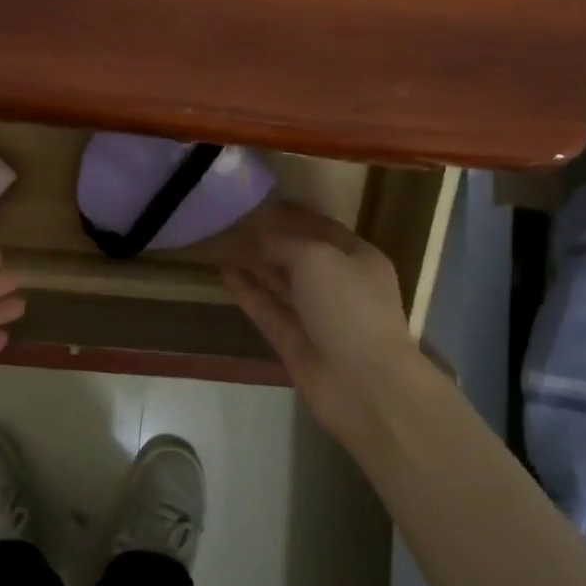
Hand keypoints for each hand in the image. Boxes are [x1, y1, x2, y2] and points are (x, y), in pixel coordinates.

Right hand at [222, 203, 419, 453]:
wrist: (363, 384)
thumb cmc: (348, 307)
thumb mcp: (316, 258)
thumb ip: (284, 242)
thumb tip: (257, 236)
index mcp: (359, 258)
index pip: (323, 228)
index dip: (293, 214)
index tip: (260, 202)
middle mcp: (340, 285)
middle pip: (300, 255)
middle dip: (270, 239)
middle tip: (234, 222)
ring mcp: (317, 316)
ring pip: (281, 283)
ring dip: (255, 264)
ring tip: (222, 242)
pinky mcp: (295, 342)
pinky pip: (268, 309)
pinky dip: (248, 291)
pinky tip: (225, 272)